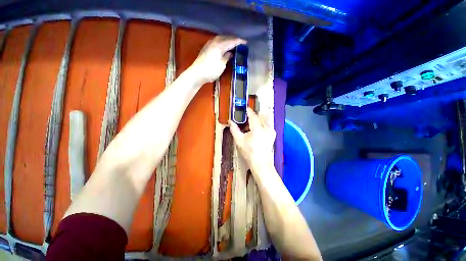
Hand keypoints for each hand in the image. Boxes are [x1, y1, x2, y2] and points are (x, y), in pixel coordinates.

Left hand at [190, 36, 245, 83]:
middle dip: (233, 39)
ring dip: (227, 40)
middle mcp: (214, 42)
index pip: (231, 41)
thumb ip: (226, 57)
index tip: (245, 43)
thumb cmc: (211, 70)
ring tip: (232, 44)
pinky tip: (223, 46)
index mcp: (220, 45)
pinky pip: (216, 42)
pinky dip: (222, 43)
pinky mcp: (206, 48)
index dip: (239, 42)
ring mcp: (209, 44)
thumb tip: (229, 53)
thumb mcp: (221, 65)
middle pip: (226, 38)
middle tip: (240, 43)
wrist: (197, 73)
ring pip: (220, 39)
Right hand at [229, 108, 275, 171]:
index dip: (249, 111)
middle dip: (253, 115)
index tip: (245, 108)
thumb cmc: (249, 152)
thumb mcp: (239, 140)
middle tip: (247, 116)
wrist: (261, 164)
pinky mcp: (272, 136)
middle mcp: (266, 128)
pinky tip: (258, 129)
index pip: (253, 115)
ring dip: (258, 120)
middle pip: (259, 117)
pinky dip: (262, 125)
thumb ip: (234, 129)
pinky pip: (267, 126)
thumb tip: (230, 121)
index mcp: (257, 128)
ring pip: (264, 121)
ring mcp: (271, 132)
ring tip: (252, 123)